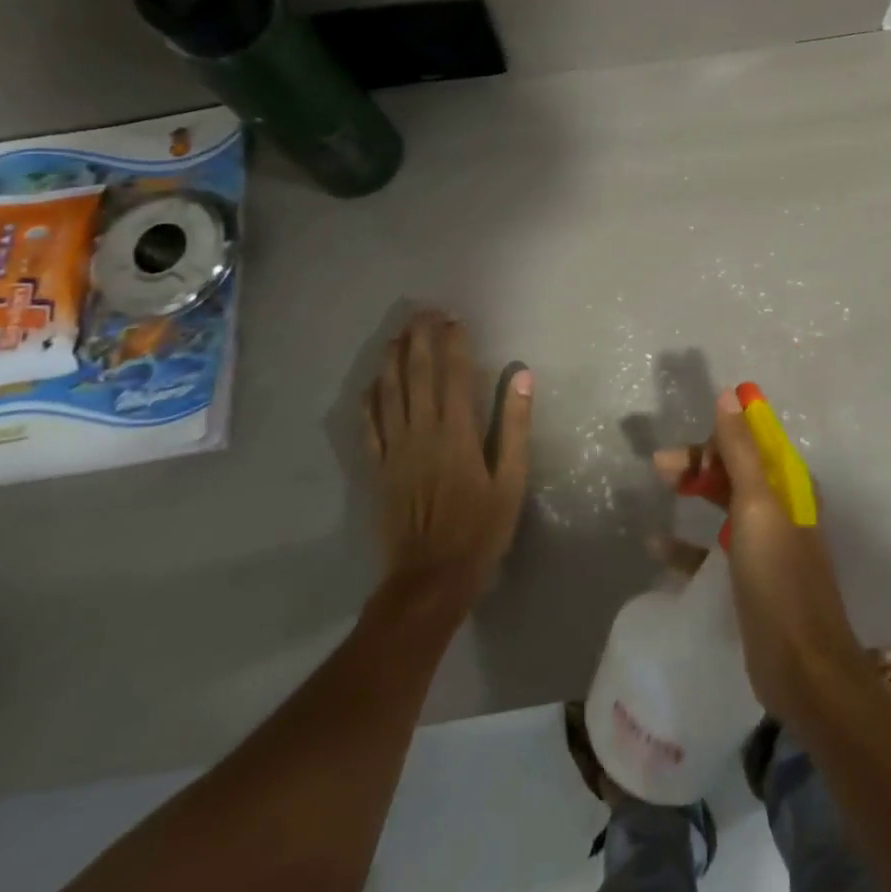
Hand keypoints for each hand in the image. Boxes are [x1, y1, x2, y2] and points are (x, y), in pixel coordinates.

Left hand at [366, 310, 531, 613]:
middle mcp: (421, 432)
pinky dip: (368, 401)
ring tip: (397, 335)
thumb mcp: (511, 481)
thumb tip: (522, 376)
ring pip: (389, 393)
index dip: (454, 342)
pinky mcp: (378, 469)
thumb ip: (514, 426)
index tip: (454, 318)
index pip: (454, 374)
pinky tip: (370, 385)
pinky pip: (369, 426)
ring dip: (392, 359)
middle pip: (417, 374)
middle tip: (423, 312)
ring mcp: (394, 450)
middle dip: (420, 339)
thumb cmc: (480, 530)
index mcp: (457, 433)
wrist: (430, 579)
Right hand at [654, 388, 865, 727]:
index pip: (754, 440)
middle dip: (700, 461)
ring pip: (725, 501)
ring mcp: (766, 544)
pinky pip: (713, 547)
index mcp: (789, 485)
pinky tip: (657, 545)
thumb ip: (741, 451)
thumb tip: (730, 394)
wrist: (802, 668)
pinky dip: (688, 541)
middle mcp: (780, 507)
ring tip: (660, 484)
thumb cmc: (778, 578)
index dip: (721, 434)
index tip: (687, 444)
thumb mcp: (757, 506)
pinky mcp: (750, 578)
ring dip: (695, 489)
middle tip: (661, 467)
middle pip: (736, 467)